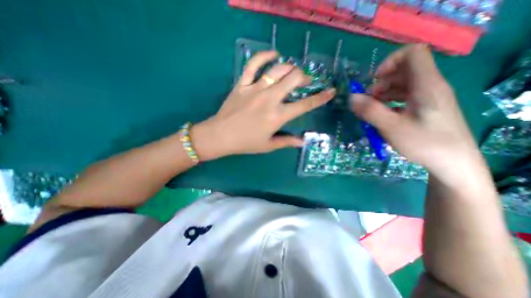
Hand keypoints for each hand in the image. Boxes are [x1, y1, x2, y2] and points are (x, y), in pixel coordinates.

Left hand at [191, 52, 332, 160]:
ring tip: (292, 72)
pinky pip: (254, 64)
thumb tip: (303, 141)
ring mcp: (255, 89)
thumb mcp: (268, 145)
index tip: (330, 91)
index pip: (305, 105)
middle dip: (304, 78)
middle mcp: (270, 99)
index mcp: (277, 116)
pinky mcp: (242, 83)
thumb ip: (287, 142)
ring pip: (278, 69)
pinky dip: (264, 55)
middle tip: (305, 81)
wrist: (221, 135)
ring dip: (290, 68)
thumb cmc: (246, 143)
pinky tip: (274, 54)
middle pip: (294, 79)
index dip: (320, 98)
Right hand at [351, 44, 483, 186]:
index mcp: (426, 85)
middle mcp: (430, 86)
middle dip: (381, 83)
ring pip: (403, 84)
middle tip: (370, 101)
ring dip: (384, 93)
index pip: (411, 53)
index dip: (389, 62)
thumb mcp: (392, 127)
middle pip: (404, 70)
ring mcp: (429, 97)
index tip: (374, 81)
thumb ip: (370, 111)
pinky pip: (405, 96)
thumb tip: (351, 98)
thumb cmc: (424, 143)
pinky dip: (391, 102)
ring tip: (374, 110)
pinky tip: (384, 116)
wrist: (453, 163)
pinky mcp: (427, 108)